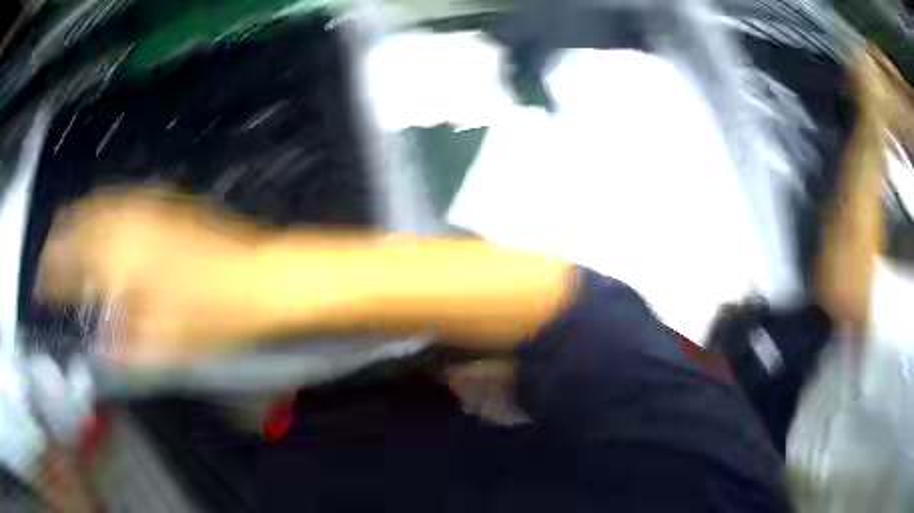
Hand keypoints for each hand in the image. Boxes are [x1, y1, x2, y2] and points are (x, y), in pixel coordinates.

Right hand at [37, 189, 268, 364]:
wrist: (260, 277)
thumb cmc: (210, 316)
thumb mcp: (161, 345)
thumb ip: (122, 348)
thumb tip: (100, 351)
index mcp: (116, 257)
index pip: (67, 262)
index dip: (49, 276)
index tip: (40, 289)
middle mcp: (125, 221)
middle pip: (76, 224)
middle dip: (58, 244)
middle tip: (49, 265)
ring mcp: (147, 205)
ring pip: (97, 205)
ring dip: (77, 224)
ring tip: (68, 244)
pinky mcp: (166, 201)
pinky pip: (120, 201)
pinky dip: (102, 213)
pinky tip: (104, 227)